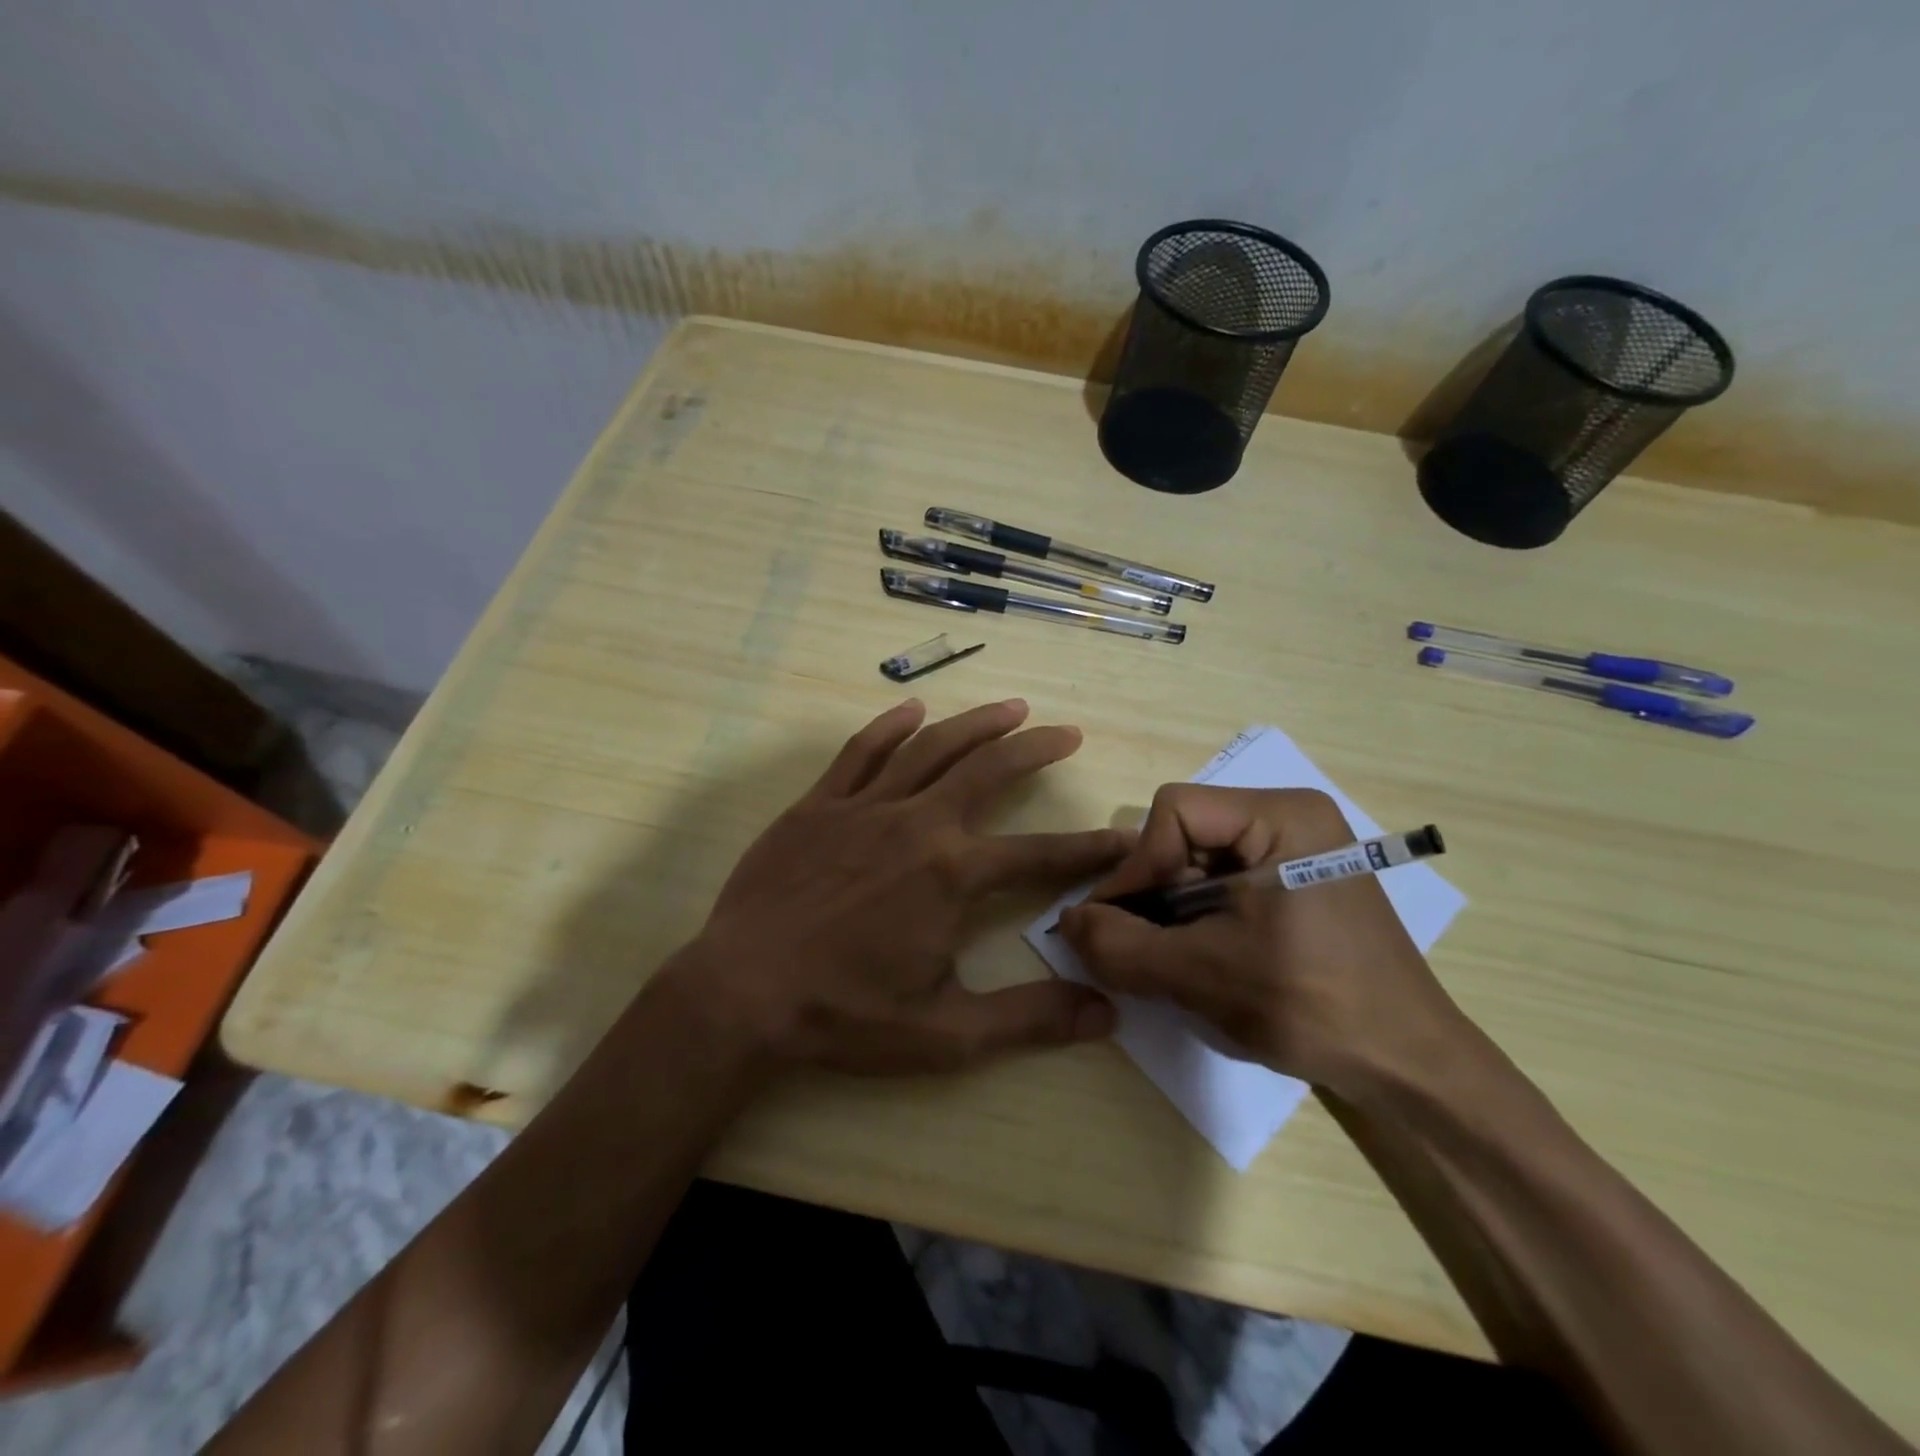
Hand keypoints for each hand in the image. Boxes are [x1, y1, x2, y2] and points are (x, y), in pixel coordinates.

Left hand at [668, 698, 1129, 1074]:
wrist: (741, 993)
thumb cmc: (844, 1015)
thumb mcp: (946, 1034)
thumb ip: (1029, 1019)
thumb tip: (1106, 1014)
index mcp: (952, 875)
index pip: (1040, 855)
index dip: (1089, 849)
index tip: (1122, 837)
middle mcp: (917, 825)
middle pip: (989, 771)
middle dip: (1035, 750)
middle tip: (1068, 734)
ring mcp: (864, 807)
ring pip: (931, 748)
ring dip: (977, 724)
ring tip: (1013, 707)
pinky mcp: (818, 805)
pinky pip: (860, 752)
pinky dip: (890, 726)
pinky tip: (913, 710)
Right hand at [1056, 785, 1466, 1095]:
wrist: (1408, 1068)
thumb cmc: (1312, 1006)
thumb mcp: (1202, 975)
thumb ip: (1122, 946)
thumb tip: (1066, 922)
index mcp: (1283, 816)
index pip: (1176, 812)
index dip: (1137, 866)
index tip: (1115, 924)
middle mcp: (1291, 818)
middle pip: (1185, 834)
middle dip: (1153, 892)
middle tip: (1136, 946)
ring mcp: (1297, 851)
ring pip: (1198, 861)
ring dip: (1170, 910)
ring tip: (1165, 960)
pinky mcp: (1297, 883)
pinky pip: (1223, 883)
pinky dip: (1196, 918)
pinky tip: (1196, 958)